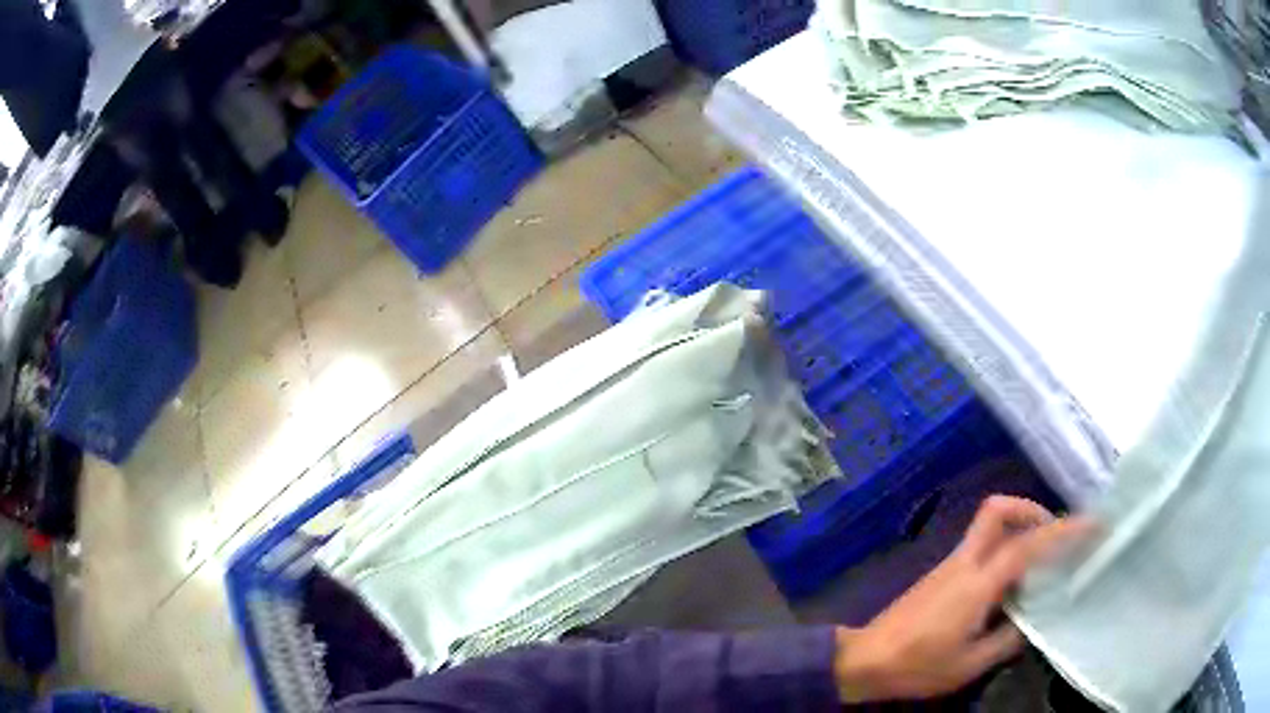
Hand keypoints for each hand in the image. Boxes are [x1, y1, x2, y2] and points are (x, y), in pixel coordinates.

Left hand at [832, 496, 1092, 703]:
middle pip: (998, 510)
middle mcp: (964, 562)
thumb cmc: (916, 666)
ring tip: (1040, 560)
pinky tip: (1011, 580)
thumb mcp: (969, 665)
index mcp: (976, 584)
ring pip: (989, 525)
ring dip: (1019, 528)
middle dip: (1032, 511)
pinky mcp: (941, 572)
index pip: (1027, 545)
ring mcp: (950, 564)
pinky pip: (980, 544)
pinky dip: (1003, 546)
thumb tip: (1034, 619)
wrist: (864, 660)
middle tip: (1055, 537)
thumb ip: (1007, 640)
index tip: (1091, 524)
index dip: (1063, 531)